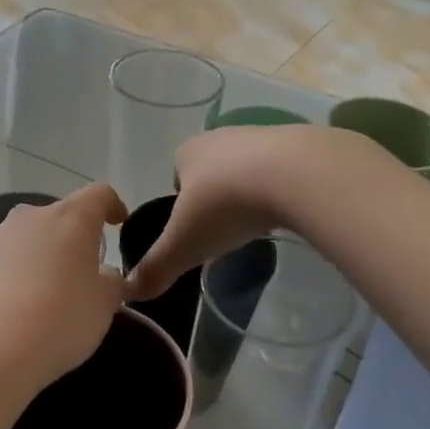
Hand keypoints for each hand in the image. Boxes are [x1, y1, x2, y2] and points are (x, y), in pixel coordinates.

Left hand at [0, 182, 128, 397]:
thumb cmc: (59, 323)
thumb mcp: (104, 307)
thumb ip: (110, 283)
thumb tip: (104, 275)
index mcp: (70, 221)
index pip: (98, 195)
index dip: (111, 206)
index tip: (117, 223)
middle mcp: (26, 219)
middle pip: (53, 219)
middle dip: (64, 242)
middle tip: (72, 276)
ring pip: (15, 242)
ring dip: (27, 260)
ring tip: (30, 301)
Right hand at [124, 125, 335, 298]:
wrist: (295, 175)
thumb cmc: (226, 206)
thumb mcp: (183, 245)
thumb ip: (156, 267)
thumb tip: (130, 292)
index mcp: (189, 152)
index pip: (177, 173)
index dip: (182, 200)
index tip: (193, 227)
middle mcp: (222, 136)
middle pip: (213, 168)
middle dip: (217, 194)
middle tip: (224, 228)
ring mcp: (263, 136)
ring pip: (249, 166)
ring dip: (250, 189)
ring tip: (257, 222)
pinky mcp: (299, 144)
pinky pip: (283, 169)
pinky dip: (282, 187)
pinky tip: (288, 210)